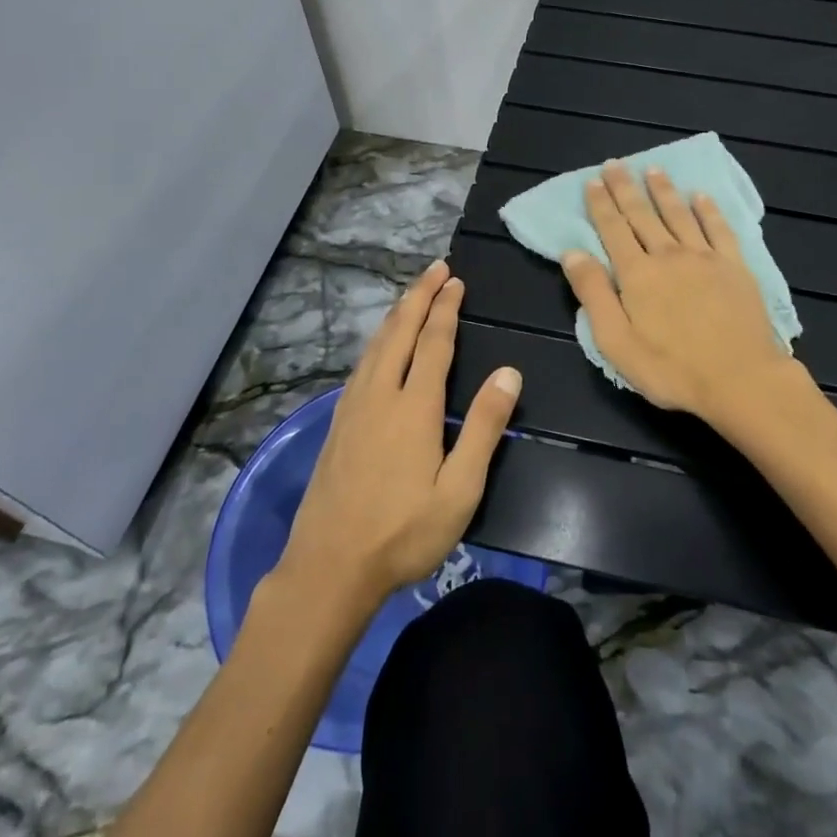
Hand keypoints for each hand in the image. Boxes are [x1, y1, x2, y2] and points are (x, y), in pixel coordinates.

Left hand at [275, 260, 522, 615]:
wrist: (328, 568)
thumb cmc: (403, 532)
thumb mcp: (459, 490)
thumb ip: (484, 428)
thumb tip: (509, 373)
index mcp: (414, 406)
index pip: (433, 342)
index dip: (445, 308)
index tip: (455, 281)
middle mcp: (381, 393)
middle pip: (400, 330)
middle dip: (419, 295)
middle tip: (436, 268)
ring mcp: (353, 406)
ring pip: (376, 344)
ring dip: (397, 313)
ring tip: (412, 293)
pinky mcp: (337, 422)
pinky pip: (362, 362)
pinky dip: (377, 339)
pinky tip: (380, 344)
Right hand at [561, 161, 792, 426]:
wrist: (741, 380)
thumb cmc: (672, 369)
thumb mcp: (616, 342)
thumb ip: (593, 294)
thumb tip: (571, 253)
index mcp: (637, 273)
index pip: (613, 229)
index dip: (601, 204)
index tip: (592, 181)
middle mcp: (668, 254)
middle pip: (643, 214)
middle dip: (625, 188)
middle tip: (615, 164)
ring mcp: (704, 257)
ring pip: (679, 214)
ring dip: (664, 190)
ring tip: (652, 169)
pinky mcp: (735, 266)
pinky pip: (719, 228)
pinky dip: (708, 210)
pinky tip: (701, 196)